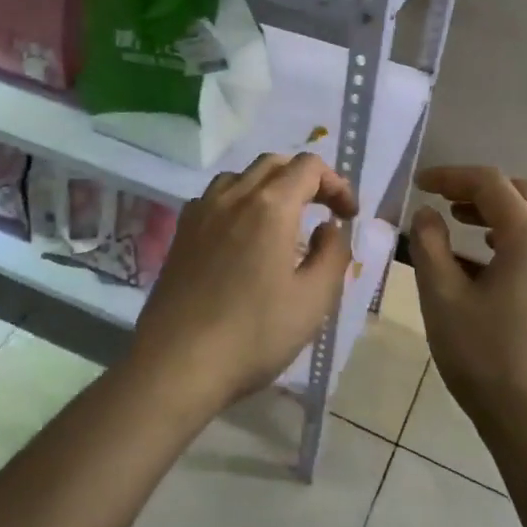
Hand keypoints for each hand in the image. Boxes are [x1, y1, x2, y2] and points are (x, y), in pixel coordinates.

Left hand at [128, 153, 358, 414]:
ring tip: (284, 222)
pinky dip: (239, 202)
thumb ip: (333, 254)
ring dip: (270, 187)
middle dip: (305, 179)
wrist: (178, 363)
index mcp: (270, 206)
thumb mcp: (314, 300)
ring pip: (240, 176)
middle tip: (324, 212)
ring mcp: (201, 212)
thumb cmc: (254, 334)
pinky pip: (215, 198)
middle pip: (274, 163)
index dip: (336, 184)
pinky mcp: (181, 233)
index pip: (309, 167)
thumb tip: (329, 227)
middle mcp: (233, 196)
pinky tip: (242, 237)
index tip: (348, 216)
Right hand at [410, 166, 526, 454]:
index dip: (451, 176)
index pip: (491, 184)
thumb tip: (428, 214)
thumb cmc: (487, 358)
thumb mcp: (443, 298)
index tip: (419, 184)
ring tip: (456, 228)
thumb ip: (430, 246)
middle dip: (479, 190)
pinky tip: (478, 270)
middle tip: (442, 201)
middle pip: (522, 195)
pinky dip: (507, 242)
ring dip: (494, 216)